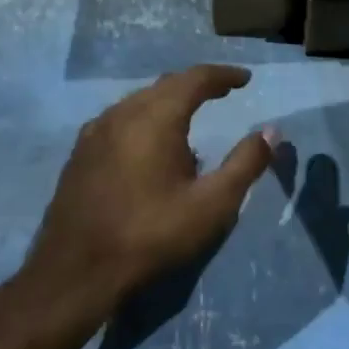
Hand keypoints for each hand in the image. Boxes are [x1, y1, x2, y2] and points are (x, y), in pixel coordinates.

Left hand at [15, 65, 276, 327]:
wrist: (76, 272)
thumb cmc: (152, 236)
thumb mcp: (212, 204)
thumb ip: (245, 163)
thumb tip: (272, 131)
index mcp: (154, 119)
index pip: (194, 79)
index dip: (223, 76)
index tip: (245, 80)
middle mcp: (120, 115)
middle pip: (165, 85)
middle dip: (197, 85)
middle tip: (223, 93)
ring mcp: (94, 134)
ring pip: (138, 101)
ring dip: (169, 101)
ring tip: (191, 115)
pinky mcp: (80, 154)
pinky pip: (120, 120)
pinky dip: (145, 118)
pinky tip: (152, 144)